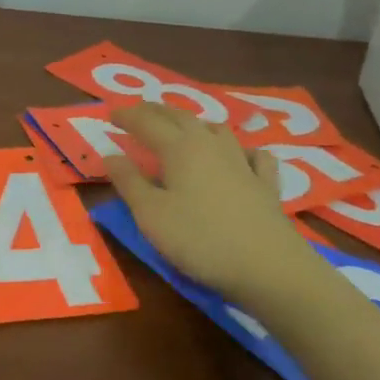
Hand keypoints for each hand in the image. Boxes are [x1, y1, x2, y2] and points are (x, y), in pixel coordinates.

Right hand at [104, 103, 323, 302]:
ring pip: (217, 129)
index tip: (110, 114)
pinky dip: (242, 149)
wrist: (270, 267)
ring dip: (195, 123)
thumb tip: (110, 153)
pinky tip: (242, 156)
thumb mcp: (151, 215)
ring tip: (184, 128)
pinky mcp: (266, 185)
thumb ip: (129, 182)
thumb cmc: (200, 240)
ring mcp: (243, 163)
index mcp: (179, 148)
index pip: (147, 122)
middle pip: (180, 118)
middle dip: (157, 112)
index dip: (127, 116)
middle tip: (139, 112)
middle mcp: (211, 146)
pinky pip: (254, 155)